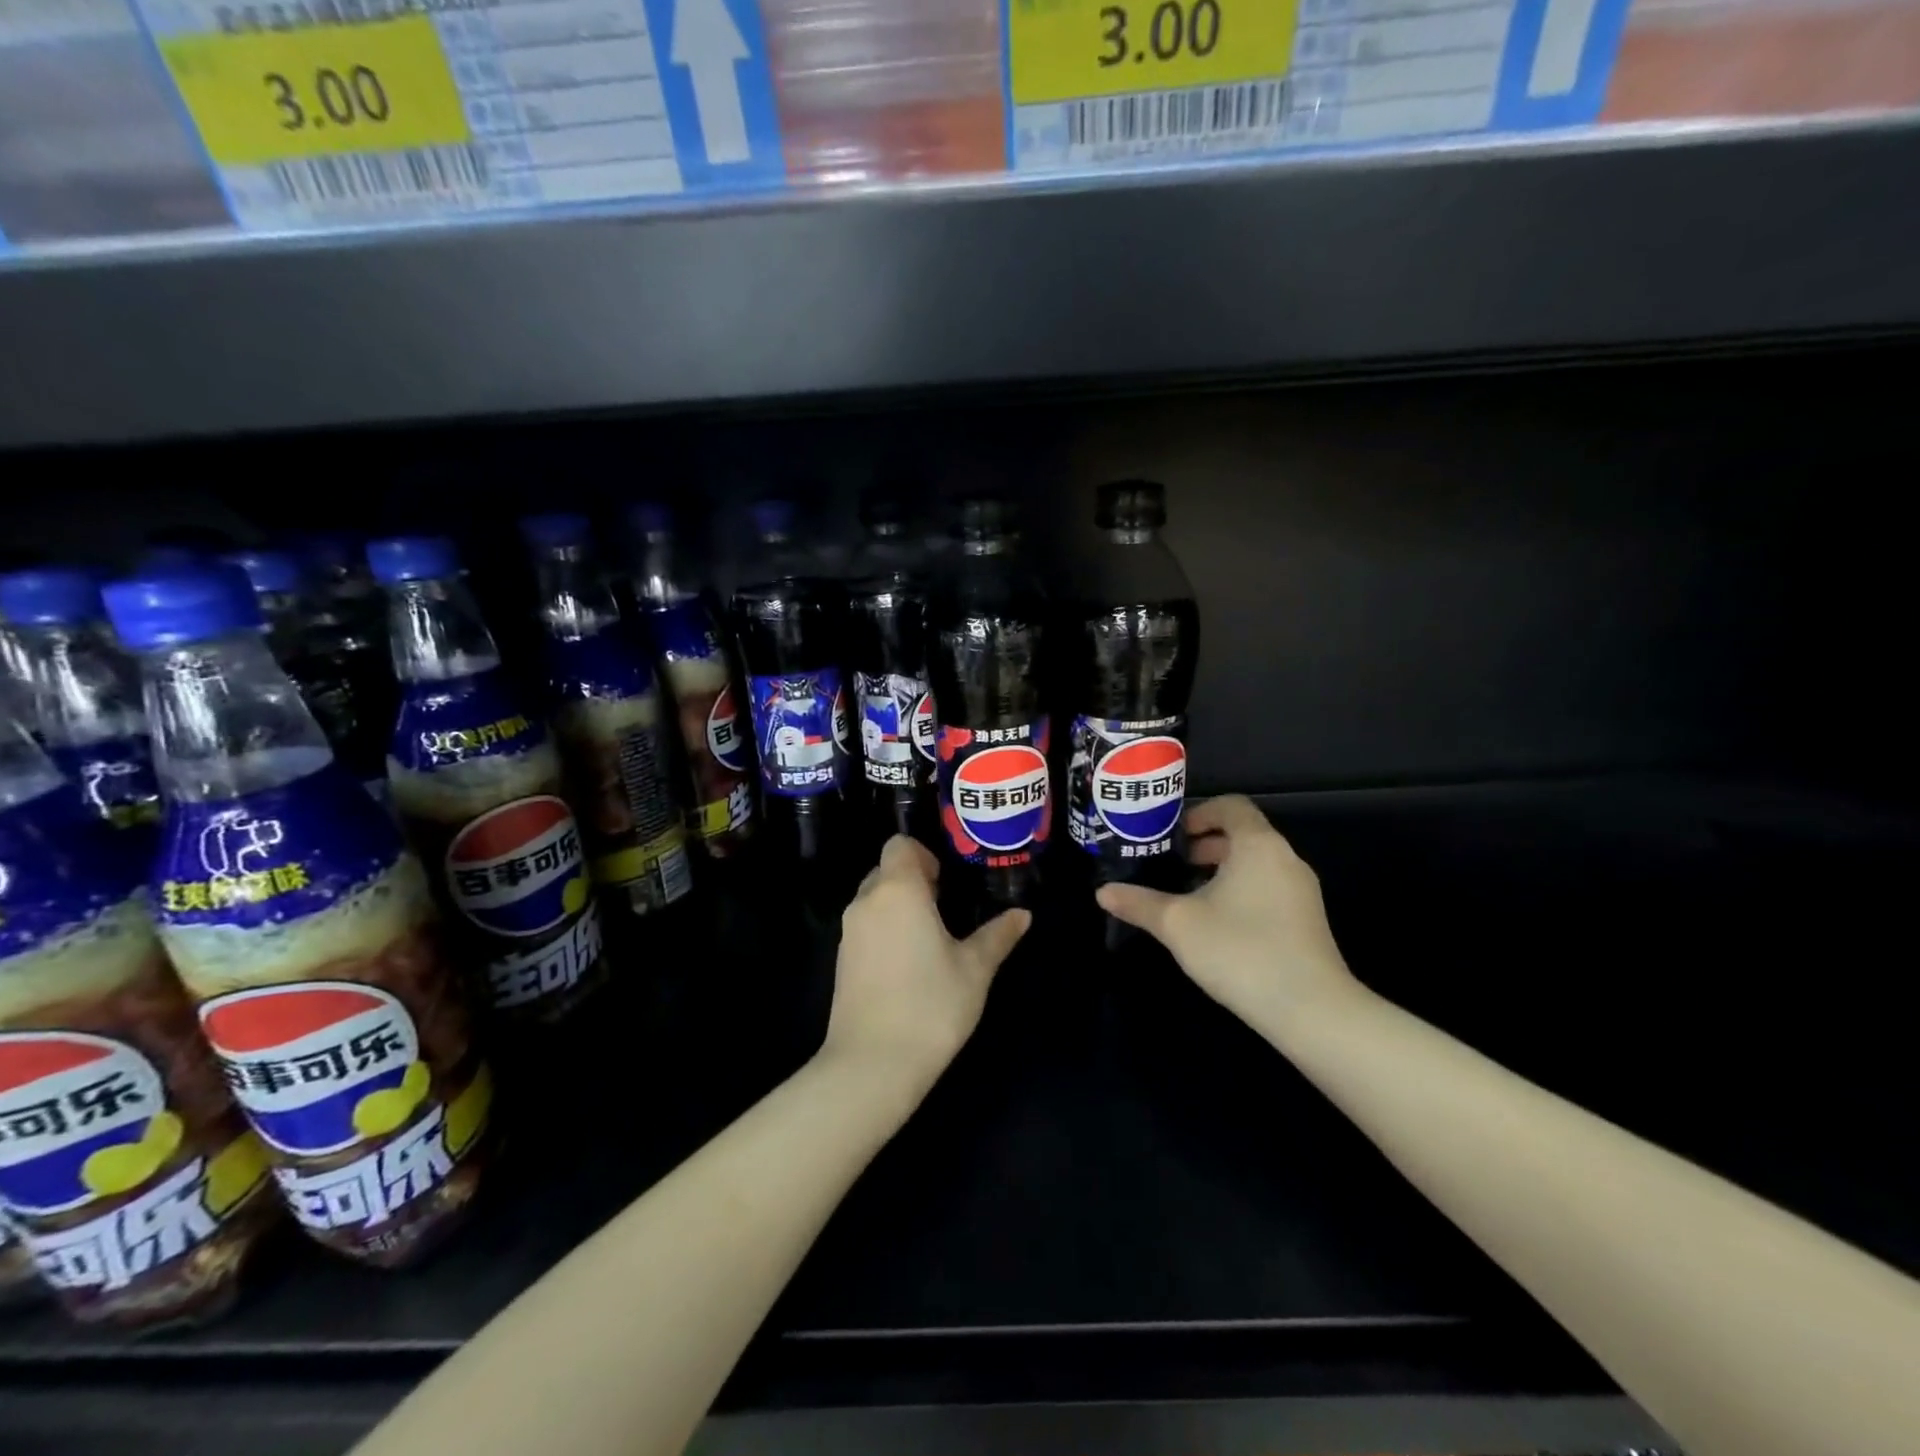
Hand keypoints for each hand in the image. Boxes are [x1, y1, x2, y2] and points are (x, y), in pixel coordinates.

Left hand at [823, 836, 1030, 1091]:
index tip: (946, 884)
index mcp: (898, 890)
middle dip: (914, 881)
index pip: (900, 845)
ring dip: (899, 907)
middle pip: (886, 870)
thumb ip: (998, 935)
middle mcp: (867, 902)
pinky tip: (908, 965)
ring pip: (874, 899)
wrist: (873, 1064)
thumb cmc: (931, 1005)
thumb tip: (1023, 914)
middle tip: (945, 909)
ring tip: (930, 939)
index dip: (924, 855)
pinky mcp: (842, 960)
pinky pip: (865, 927)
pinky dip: (885, 931)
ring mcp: (849, 932)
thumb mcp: (975, 969)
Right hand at [1096, 796, 1356, 1028]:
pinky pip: (1268, 888)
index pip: (1231, 806)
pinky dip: (1241, 891)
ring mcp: (1301, 891)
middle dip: (1204, 845)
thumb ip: (1139, 903)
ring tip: (1187, 895)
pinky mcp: (1307, 920)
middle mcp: (1285, 858)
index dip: (1199, 813)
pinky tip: (1216, 924)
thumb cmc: (1240, 950)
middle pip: (1242, 834)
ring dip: (1221, 870)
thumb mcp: (1178, 924)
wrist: (1311, 1010)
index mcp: (1258, 845)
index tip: (1171, 836)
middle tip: (1170, 864)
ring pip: (1256, 864)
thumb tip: (1102, 892)